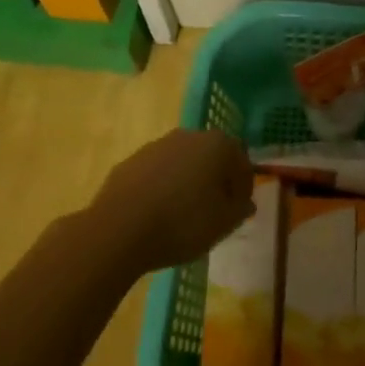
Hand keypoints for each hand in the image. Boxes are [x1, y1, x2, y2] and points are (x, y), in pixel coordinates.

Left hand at [89, 129, 254, 274]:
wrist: (118, 229)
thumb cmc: (182, 223)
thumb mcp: (223, 224)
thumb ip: (240, 210)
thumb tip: (245, 203)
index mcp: (217, 145)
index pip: (241, 163)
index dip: (243, 188)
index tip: (238, 210)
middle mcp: (188, 136)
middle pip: (211, 157)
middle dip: (216, 180)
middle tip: (214, 211)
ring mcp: (156, 146)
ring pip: (183, 163)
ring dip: (188, 182)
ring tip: (184, 215)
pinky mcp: (131, 161)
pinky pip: (158, 173)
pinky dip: (163, 187)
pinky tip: (158, 213)